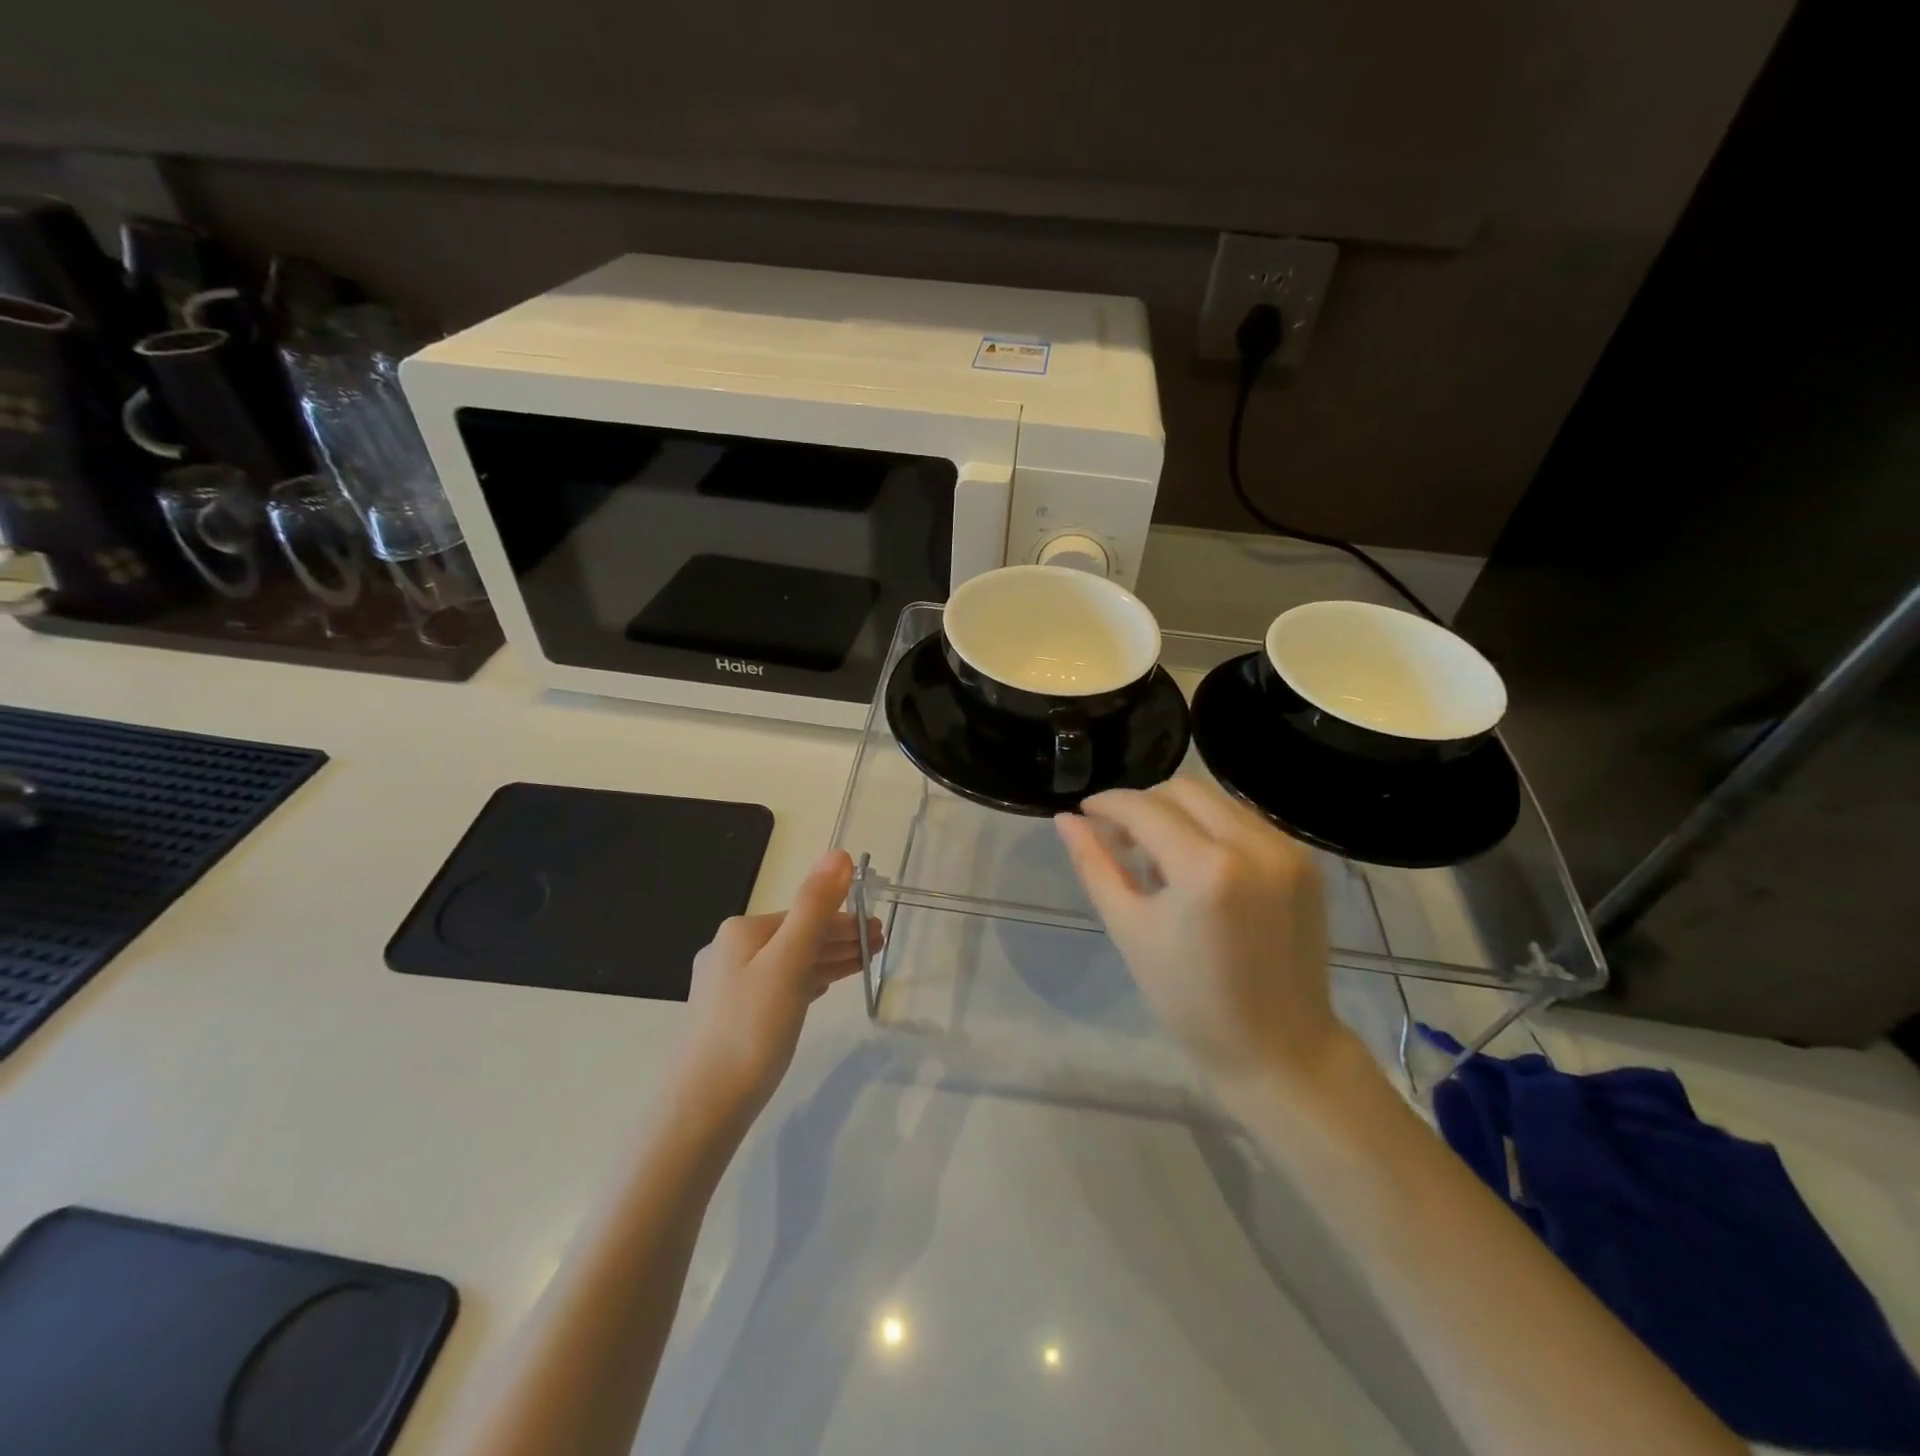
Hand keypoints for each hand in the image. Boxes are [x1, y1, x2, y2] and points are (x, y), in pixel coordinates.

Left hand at [677, 849, 880, 1119]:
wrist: (704, 1106)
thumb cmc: (752, 1028)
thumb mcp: (790, 961)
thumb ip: (815, 906)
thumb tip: (838, 852)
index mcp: (742, 931)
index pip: (806, 914)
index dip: (846, 920)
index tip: (881, 932)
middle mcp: (731, 950)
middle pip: (798, 935)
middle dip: (840, 937)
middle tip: (881, 945)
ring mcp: (729, 984)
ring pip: (790, 961)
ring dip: (829, 958)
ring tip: (865, 962)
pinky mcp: (732, 1015)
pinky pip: (780, 985)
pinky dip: (808, 979)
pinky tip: (823, 985)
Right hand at [1056, 779, 1345, 1093]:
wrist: (1279, 1047)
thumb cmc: (1190, 999)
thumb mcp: (1129, 930)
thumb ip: (1095, 865)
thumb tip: (1064, 820)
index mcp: (1206, 869)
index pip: (1145, 808)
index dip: (1109, 803)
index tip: (1085, 812)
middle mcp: (1254, 846)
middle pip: (1184, 789)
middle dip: (1144, 804)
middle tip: (1121, 838)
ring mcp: (1287, 851)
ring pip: (1217, 800)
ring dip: (1179, 814)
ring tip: (1160, 857)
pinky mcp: (1306, 862)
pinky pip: (1246, 822)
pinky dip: (1213, 829)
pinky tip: (1200, 867)